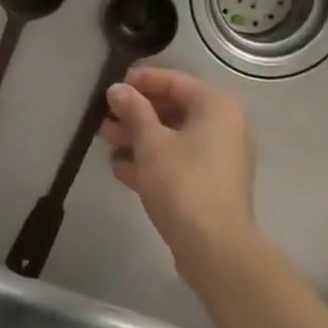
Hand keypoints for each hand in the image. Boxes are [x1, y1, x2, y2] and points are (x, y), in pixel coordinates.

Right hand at [100, 67, 256, 257]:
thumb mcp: (151, 143)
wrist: (215, 247)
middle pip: (174, 109)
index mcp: (216, 106)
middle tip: (103, 117)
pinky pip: (179, 162)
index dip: (141, 81)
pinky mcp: (211, 185)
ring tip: (104, 140)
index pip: (175, 81)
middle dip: (136, 113)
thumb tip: (118, 89)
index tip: (112, 86)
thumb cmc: (183, 183)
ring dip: (139, 138)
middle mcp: (224, 126)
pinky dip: (153, 162)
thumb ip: (134, 111)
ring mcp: (220, 158)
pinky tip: (121, 168)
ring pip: (174, 138)